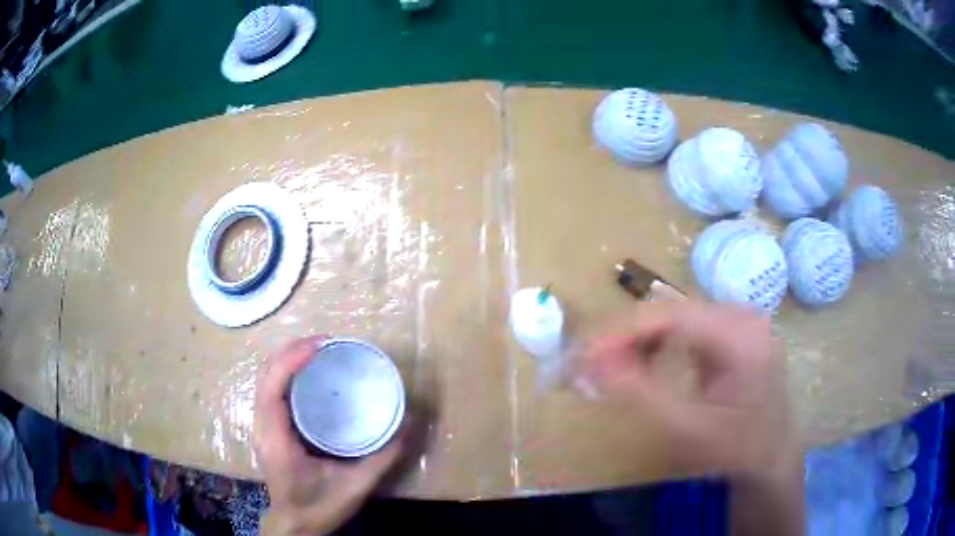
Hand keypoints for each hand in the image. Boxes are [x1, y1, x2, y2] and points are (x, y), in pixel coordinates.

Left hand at [254, 336, 405, 534]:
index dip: (291, 360)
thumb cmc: (319, 507)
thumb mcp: (355, 487)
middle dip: (290, 351)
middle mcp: (262, 427)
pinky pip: (269, 390)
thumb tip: (408, 424)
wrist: (295, 525)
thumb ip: (383, 458)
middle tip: (324, 343)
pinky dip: (284, 372)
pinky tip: (305, 372)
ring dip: (285, 358)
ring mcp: (261, 427)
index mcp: (276, 439)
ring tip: (316, 350)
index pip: (272, 388)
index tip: (320, 345)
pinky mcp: (267, 428)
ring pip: (264, 380)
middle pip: (265, 375)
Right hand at [579, 302, 802, 535]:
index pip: (671, 315)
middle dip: (628, 339)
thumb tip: (590, 361)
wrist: (770, 457)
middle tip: (591, 366)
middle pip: (673, 313)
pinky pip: (689, 328)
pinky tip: (648, 366)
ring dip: (642, 342)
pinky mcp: (735, 332)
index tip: (583, 354)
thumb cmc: (734, 449)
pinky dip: (661, 345)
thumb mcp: (686, 429)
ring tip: (615, 370)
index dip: (622, 332)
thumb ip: (639, 393)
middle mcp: (743, 316)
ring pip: (677, 318)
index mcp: (741, 336)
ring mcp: (741, 322)